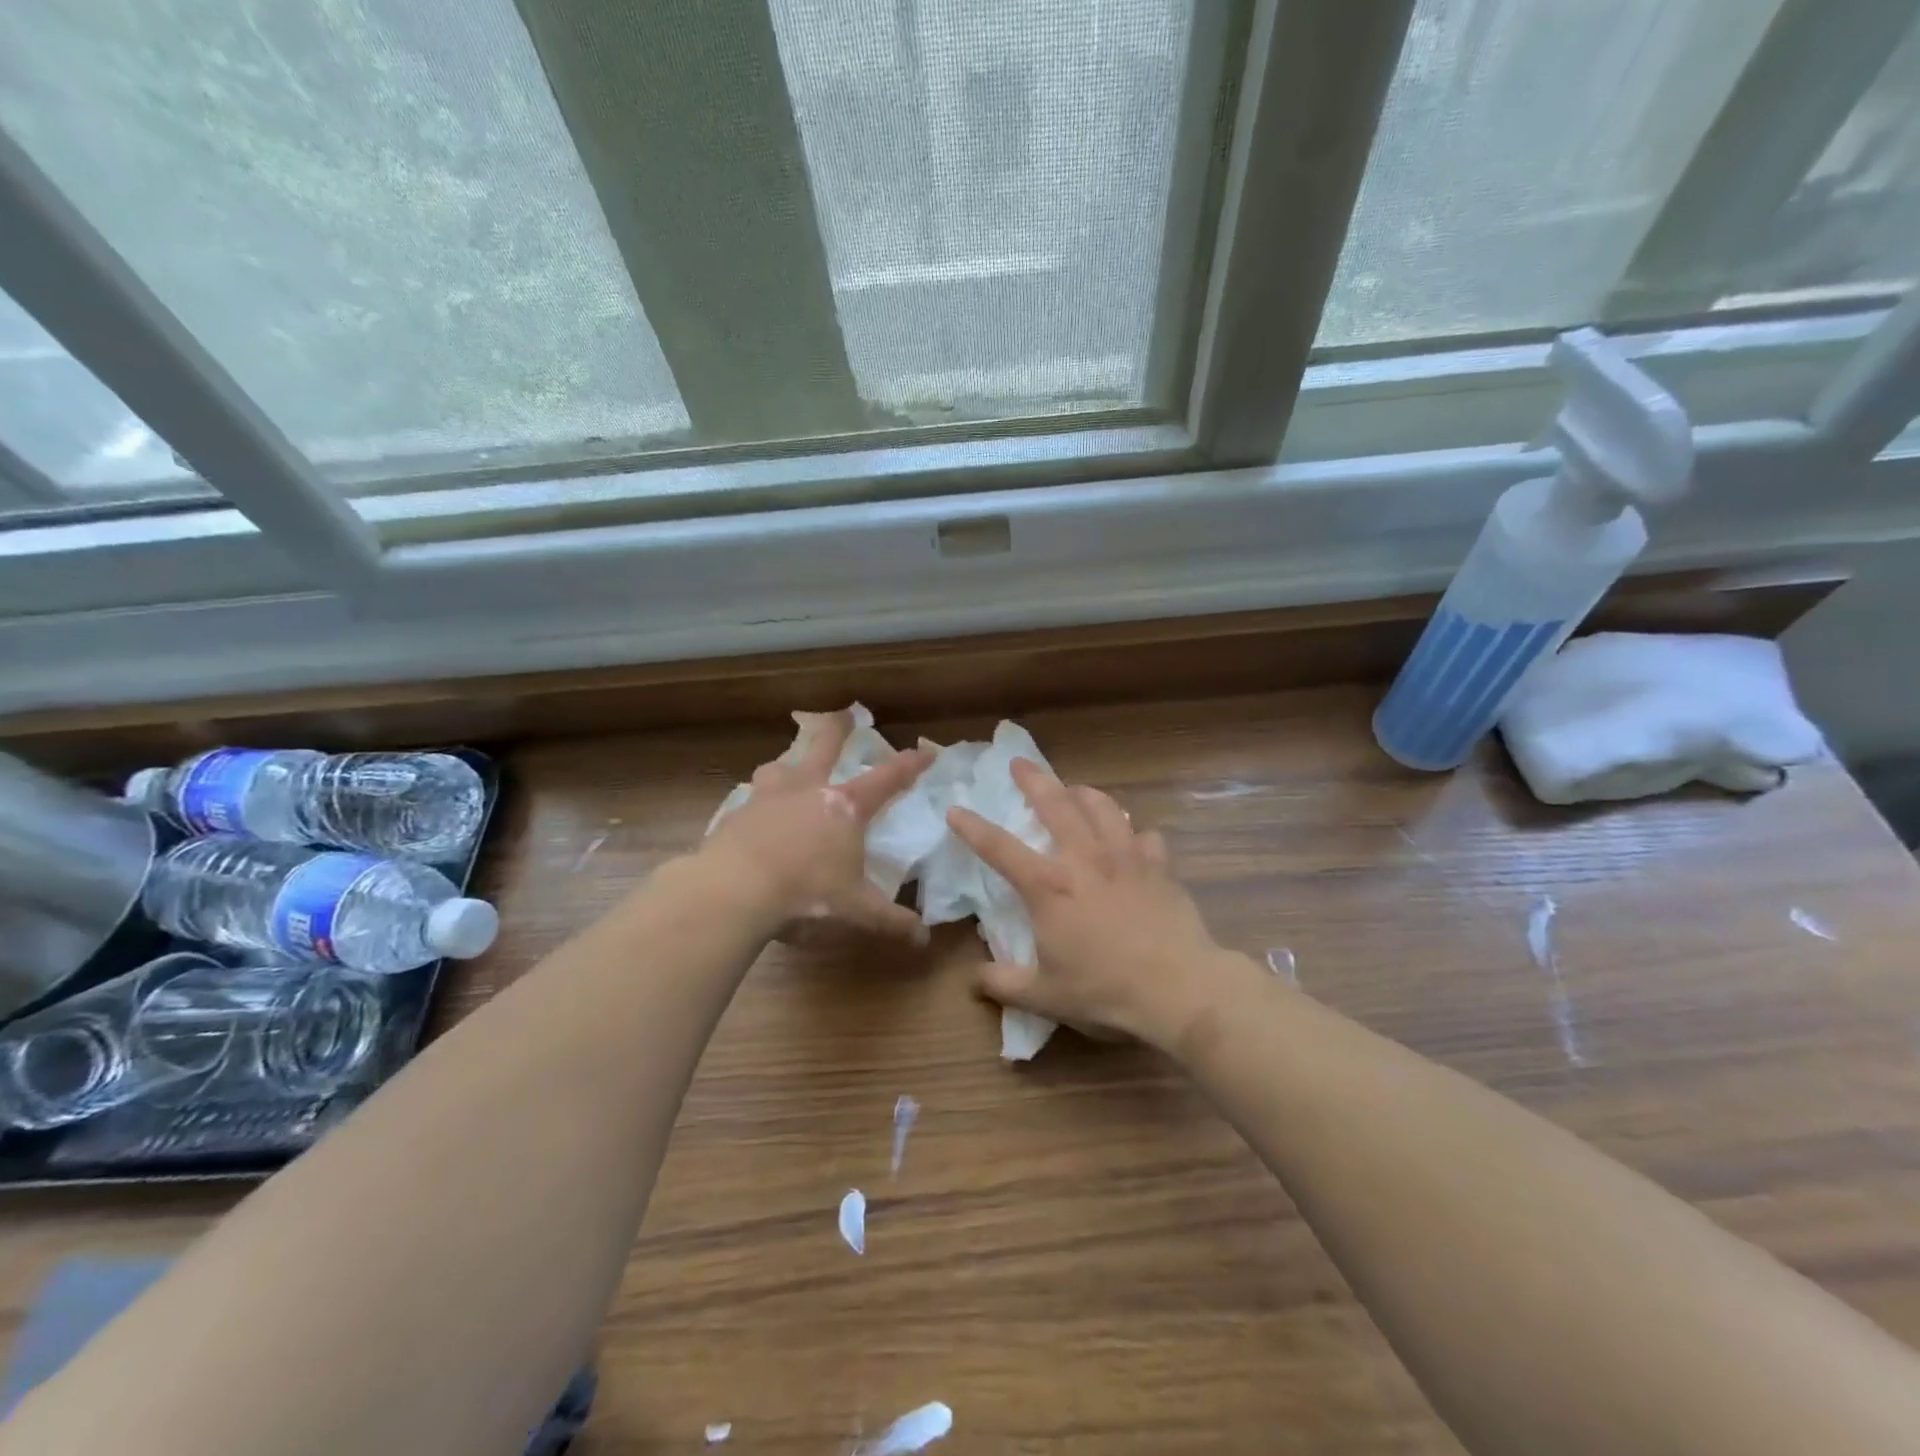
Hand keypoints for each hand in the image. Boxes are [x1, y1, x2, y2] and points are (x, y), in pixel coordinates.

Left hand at [702, 711, 931, 940]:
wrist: (732, 892)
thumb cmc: (805, 893)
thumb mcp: (854, 910)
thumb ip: (890, 921)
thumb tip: (923, 939)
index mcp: (844, 807)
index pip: (886, 779)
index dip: (909, 765)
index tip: (925, 751)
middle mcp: (807, 790)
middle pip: (824, 746)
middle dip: (838, 728)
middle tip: (844, 713)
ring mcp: (768, 798)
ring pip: (780, 766)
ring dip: (788, 763)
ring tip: (788, 767)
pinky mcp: (736, 815)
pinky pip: (751, 799)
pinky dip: (759, 802)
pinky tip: (754, 816)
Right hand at [946, 759, 1235, 1048]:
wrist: (1178, 988)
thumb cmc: (1105, 990)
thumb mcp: (1045, 997)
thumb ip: (1004, 984)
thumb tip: (975, 978)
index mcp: (1049, 886)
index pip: (999, 847)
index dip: (973, 827)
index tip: (955, 809)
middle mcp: (1084, 858)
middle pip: (1055, 804)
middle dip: (1033, 780)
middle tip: (1019, 763)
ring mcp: (1126, 856)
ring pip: (1102, 807)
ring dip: (1083, 793)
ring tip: (1074, 790)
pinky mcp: (1159, 865)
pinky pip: (1144, 835)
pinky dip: (1132, 832)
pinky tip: (1130, 840)